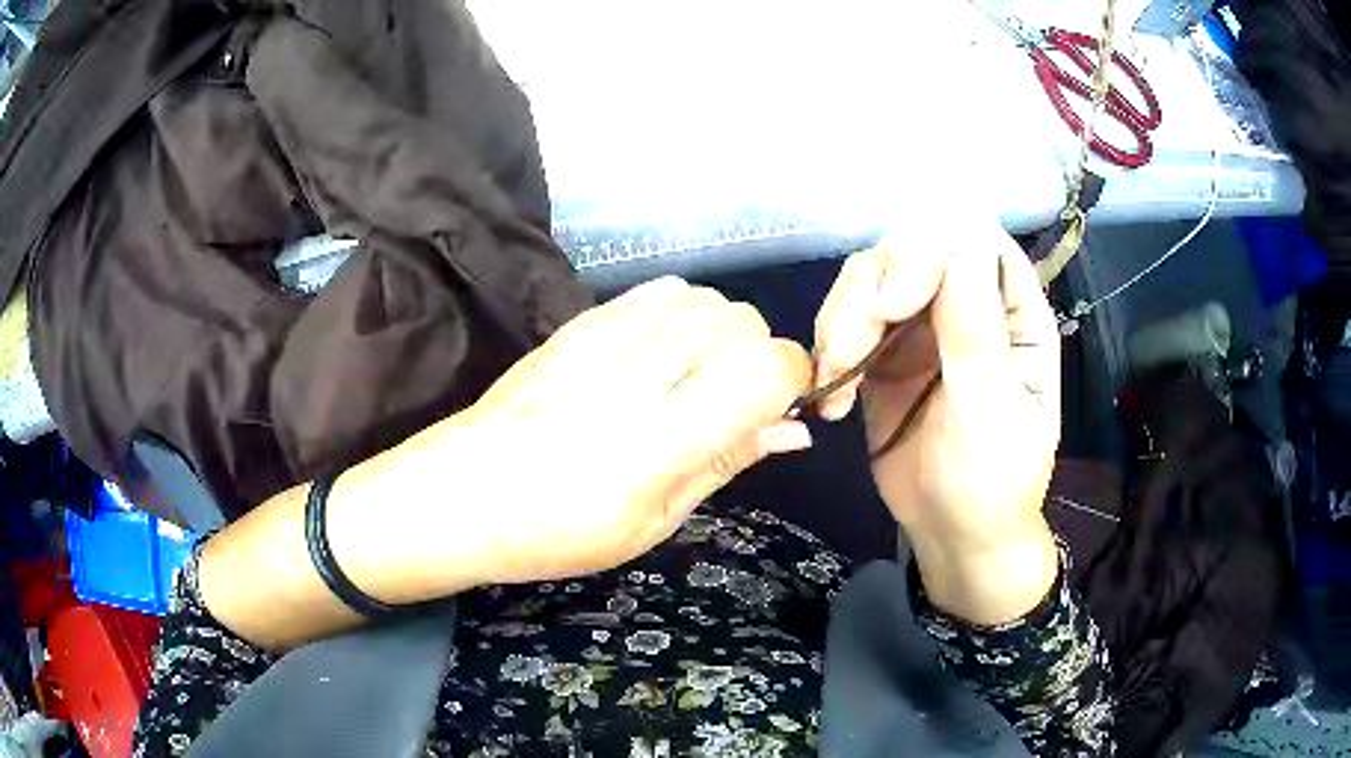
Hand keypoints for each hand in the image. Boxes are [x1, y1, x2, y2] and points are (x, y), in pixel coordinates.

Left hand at [429, 277, 813, 585]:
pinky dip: (684, 317)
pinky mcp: (586, 317)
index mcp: (667, 433)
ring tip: (689, 384)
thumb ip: (729, 460)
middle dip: (758, 363)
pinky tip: (658, 356)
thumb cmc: (561, 529)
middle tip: (726, 410)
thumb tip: (796, 429)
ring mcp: (611, 332)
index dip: (793, 384)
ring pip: (712, 302)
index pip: (772, 365)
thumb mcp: (656, 519)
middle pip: (748, 325)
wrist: (467, 490)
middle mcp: (646, 366)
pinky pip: (667, 291)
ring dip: (722, 339)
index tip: (778, 412)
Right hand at [812, 220, 1060, 623]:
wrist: (955, 535)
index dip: (927, 253)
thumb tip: (955, 243)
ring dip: (841, 322)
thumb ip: (975, 331)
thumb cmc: (993, 480)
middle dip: (870, 292)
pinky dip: (829, 352)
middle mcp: (968, 303)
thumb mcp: (991, 411)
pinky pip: (846, 321)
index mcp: (1013, 310)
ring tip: (835, 384)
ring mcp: (924, 325)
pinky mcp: (884, 352)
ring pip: (870, 279)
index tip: (891, 306)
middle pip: (910, 249)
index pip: (971, 240)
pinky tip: (831, 400)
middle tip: (848, 353)